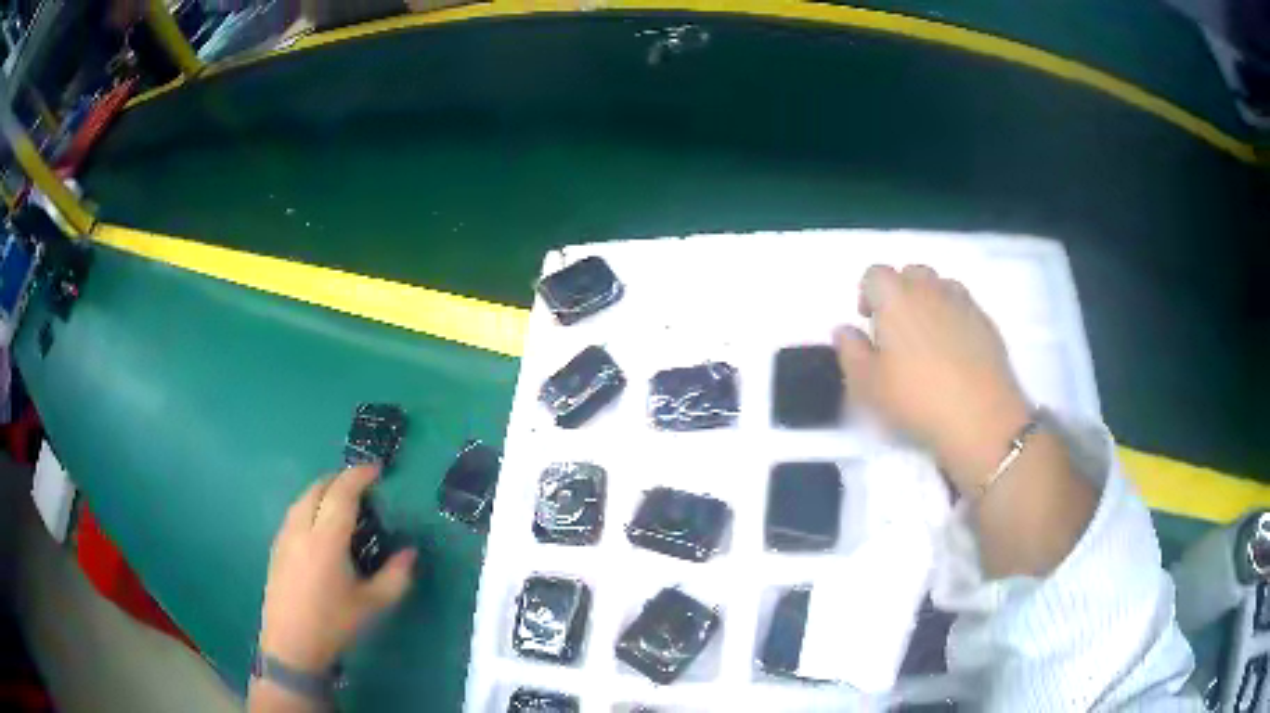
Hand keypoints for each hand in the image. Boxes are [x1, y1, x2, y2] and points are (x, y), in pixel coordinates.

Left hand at [258, 465, 416, 671]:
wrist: (291, 644)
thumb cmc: (333, 624)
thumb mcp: (372, 604)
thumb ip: (395, 576)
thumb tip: (410, 552)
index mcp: (326, 539)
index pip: (341, 493)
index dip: (359, 476)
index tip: (377, 470)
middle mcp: (301, 528)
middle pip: (318, 488)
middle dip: (340, 479)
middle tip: (363, 486)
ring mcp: (284, 536)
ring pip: (302, 498)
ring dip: (323, 490)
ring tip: (342, 502)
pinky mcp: (276, 547)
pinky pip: (294, 512)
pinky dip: (310, 505)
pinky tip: (320, 525)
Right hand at [835, 264, 1029, 492]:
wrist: (981, 418)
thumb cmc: (916, 399)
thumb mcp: (868, 386)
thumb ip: (851, 352)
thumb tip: (844, 330)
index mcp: (895, 297)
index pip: (874, 274)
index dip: (867, 293)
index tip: (868, 322)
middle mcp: (930, 289)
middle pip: (910, 273)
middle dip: (900, 292)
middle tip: (897, 330)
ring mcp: (963, 303)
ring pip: (940, 286)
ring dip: (929, 302)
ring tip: (927, 339)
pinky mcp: (986, 322)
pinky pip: (964, 307)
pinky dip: (954, 318)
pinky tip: (954, 353)